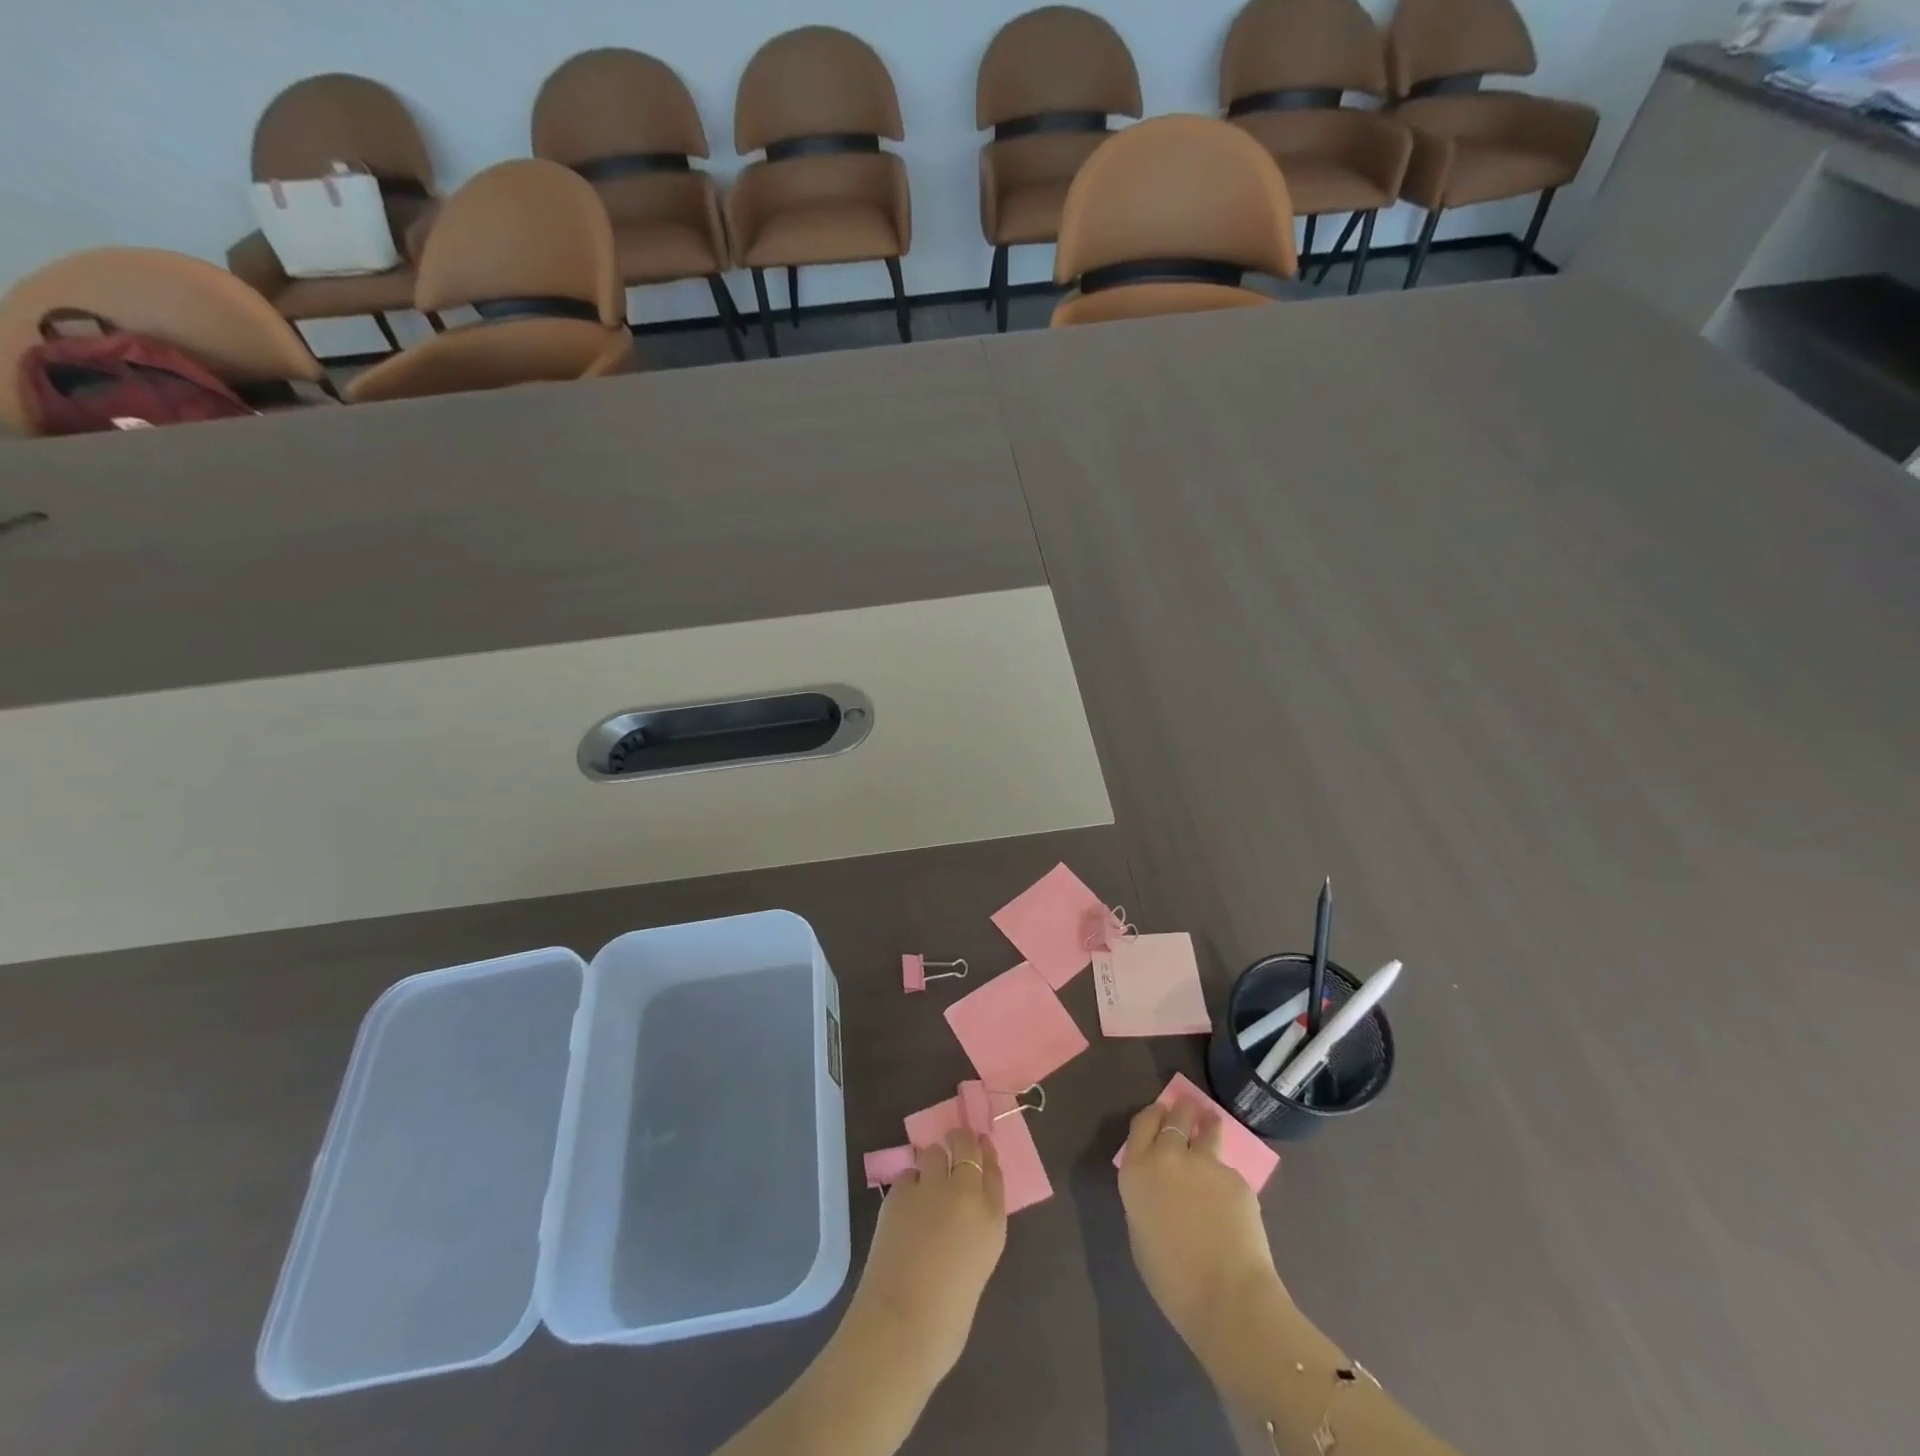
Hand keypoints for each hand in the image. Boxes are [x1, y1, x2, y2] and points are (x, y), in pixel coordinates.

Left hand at [847, 1128, 1007, 1382]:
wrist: (902, 1325)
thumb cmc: (947, 1317)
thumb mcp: (976, 1267)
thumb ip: (975, 1231)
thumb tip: (962, 1215)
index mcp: (992, 1220)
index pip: (994, 1171)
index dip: (986, 1156)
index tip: (981, 1149)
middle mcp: (965, 1193)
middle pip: (966, 1146)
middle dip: (960, 1141)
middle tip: (953, 1145)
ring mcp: (931, 1188)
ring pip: (933, 1152)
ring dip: (931, 1162)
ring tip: (926, 1181)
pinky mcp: (899, 1193)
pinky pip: (907, 1176)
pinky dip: (908, 1186)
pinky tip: (905, 1206)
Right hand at [1117, 1100, 1286, 1358]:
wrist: (1227, 1297)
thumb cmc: (1173, 1280)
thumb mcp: (1141, 1233)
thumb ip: (1146, 1198)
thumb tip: (1159, 1188)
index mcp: (1136, 1171)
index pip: (1141, 1124)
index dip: (1152, 1115)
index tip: (1160, 1112)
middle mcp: (1167, 1156)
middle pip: (1174, 1117)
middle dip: (1181, 1110)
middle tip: (1187, 1108)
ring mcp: (1204, 1162)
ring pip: (1206, 1129)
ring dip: (1207, 1122)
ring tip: (1212, 1121)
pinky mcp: (1235, 1177)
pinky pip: (1227, 1170)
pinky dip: (1226, 1177)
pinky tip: (1232, 1197)